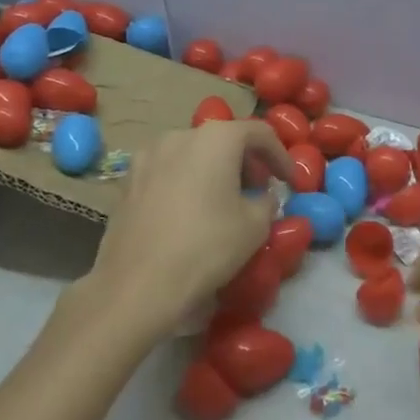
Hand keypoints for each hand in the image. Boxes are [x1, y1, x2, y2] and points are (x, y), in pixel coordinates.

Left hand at [56, 121, 291, 341]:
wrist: (137, 286)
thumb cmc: (206, 247)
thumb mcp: (256, 225)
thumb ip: (267, 201)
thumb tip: (262, 197)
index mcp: (216, 138)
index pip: (260, 133)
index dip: (281, 156)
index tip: (290, 182)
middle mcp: (180, 135)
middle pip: (224, 140)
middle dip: (247, 162)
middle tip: (260, 191)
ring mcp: (148, 156)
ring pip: (194, 154)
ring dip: (216, 171)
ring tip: (226, 202)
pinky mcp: (128, 181)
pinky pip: (170, 172)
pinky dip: (188, 182)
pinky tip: (193, 212)